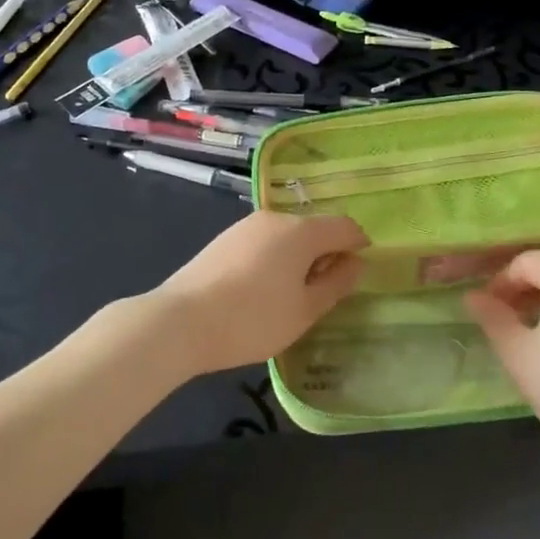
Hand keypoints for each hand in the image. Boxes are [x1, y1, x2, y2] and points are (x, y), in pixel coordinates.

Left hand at [157, 212, 367, 375]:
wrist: (181, 321)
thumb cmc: (253, 319)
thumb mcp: (305, 310)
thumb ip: (336, 284)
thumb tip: (356, 263)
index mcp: (301, 230)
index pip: (344, 227)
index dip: (358, 246)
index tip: (358, 274)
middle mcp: (276, 218)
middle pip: (314, 229)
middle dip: (326, 254)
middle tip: (323, 293)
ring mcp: (246, 226)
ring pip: (287, 236)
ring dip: (298, 258)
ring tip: (290, 296)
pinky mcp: (225, 239)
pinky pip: (264, 243)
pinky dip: (274, 260)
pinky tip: (261, 291)